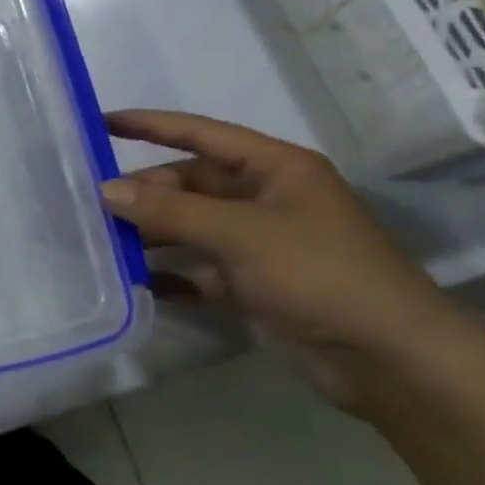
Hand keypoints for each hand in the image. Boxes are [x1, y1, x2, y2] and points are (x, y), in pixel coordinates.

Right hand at [99, 110, 472, 411]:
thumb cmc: (321, 275)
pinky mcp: (256, 285)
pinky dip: (173, 275)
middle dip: (145, 193)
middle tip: (93, 205)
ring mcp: (261, 243)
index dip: (150, 126)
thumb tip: (106, 190)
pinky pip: (201, 269)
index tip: (101, 123)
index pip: (201, 134)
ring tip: (104, 242)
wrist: (391, 362)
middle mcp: (265, 198)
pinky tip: (142, 283)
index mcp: (275, 168)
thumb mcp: (241, 234)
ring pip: (192, 227)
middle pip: (191, 184)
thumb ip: (170, 211)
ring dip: (153, 234)